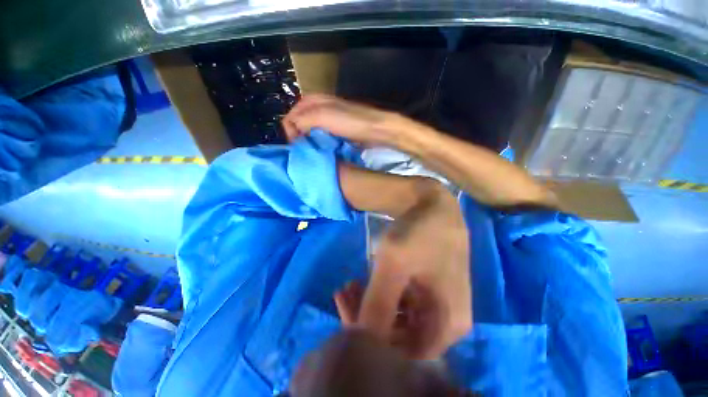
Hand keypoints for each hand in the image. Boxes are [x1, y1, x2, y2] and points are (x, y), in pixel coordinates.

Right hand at [283, 94, 411, 147]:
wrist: (375, 129)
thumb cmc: (350, 122)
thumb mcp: (323, 116)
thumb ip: (303, 120)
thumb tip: (293, 132)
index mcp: (313, 101)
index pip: (290, 116)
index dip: (290, 131)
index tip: (297, 146)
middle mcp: (318, 108)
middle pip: (300, 124)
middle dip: (299, 137)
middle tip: (304, 150)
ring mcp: (328, 119)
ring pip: (310, 131)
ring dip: (309, 142)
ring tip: (312, 152)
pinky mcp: (336, 129)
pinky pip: (321, 136)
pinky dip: (318, 143)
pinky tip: (321, 150)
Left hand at [335, 190, 471, 359]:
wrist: (431, 203)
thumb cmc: (419, 232)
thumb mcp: (395, 265)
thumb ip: (378, 303)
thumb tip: (355, 343)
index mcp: (447, 324)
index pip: (406, 354)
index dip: (374, 345)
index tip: (348, 320)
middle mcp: (444, 321)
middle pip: (399, 336)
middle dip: (367, 319)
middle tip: (342, 297)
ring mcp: (433, 302)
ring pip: (396, 317)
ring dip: (369, 305)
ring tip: (347, 287)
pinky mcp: (424, 287)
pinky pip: (398, 301)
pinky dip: (378, 294)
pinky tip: (360, 282)